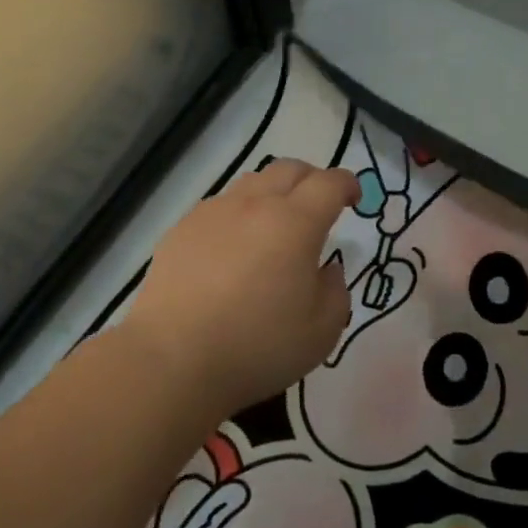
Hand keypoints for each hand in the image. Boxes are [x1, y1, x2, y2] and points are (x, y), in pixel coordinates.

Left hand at [120, 159, 357, 420]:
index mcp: (295, 223)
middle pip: (288, 169)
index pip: (329, 183)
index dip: (348, 185)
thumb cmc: (258, 347)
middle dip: (312, 180)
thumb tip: (326, 270)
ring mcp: (212, 213)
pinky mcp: (181, 229)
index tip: (354, 200)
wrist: (174, 359)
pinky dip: (238, 214)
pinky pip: (219, 206)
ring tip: (275, 224)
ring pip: (251, 182)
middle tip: (319, 206)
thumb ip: (335, 292)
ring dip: (273, 193)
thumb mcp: (321, 331)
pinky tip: (234, 247)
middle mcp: (254, 205)